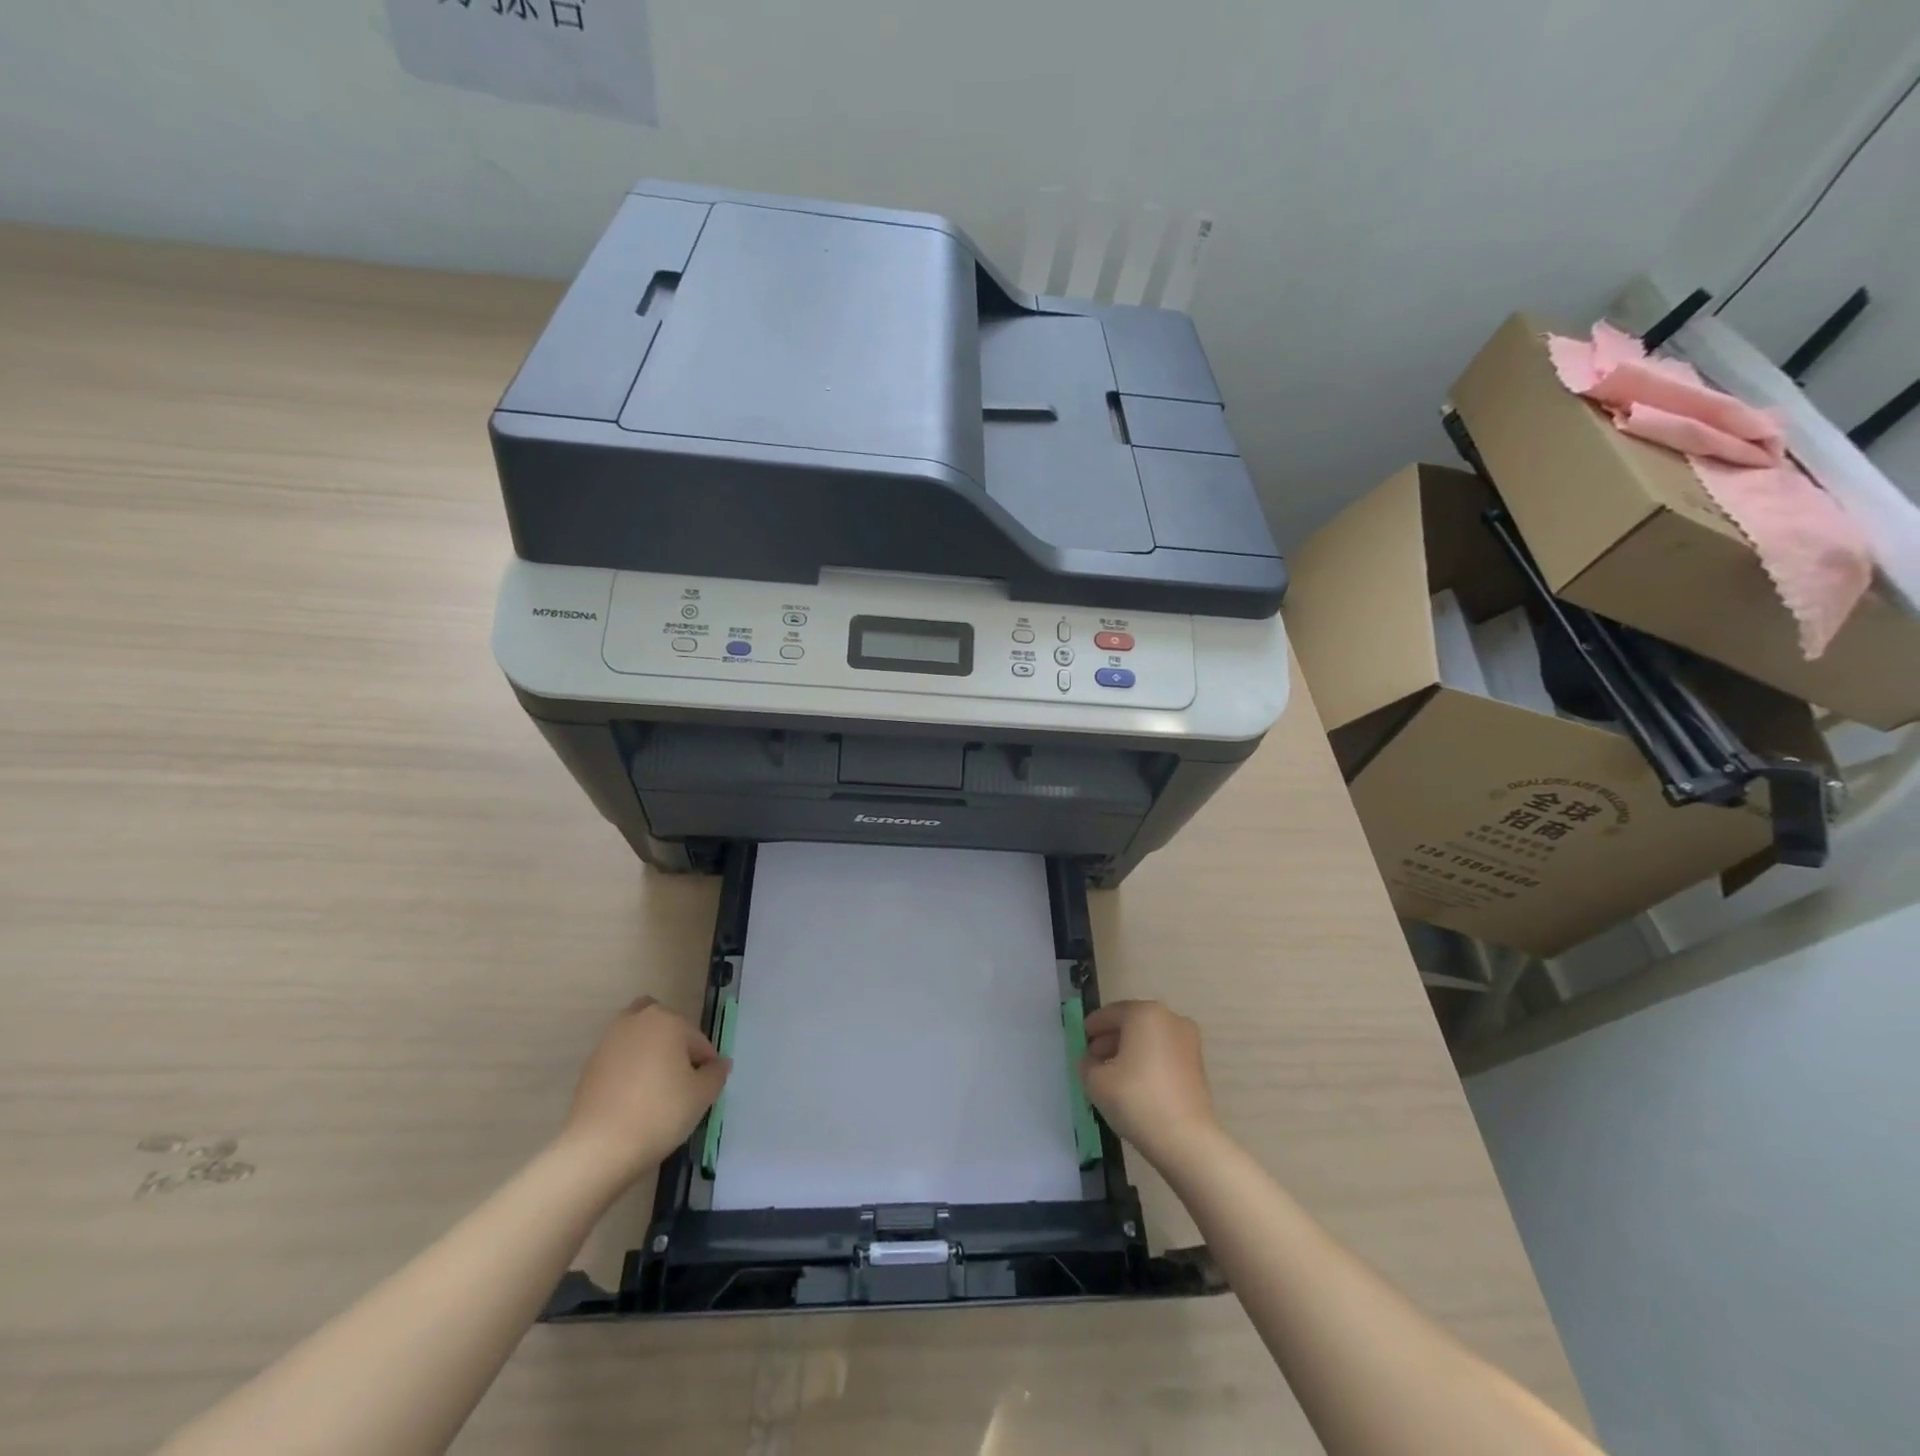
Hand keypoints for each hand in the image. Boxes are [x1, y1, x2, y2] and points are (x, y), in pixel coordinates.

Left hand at [558, 997, 730, 1184]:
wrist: (598, 1148)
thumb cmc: (659, 1113)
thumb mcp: (702, 1096)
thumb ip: (716, 1074)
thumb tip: (719, 1063)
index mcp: (668, 1021)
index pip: (698, 1041)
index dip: (705, 1066)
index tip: (703, 1091)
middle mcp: (637, 1021)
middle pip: (664, 1027)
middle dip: (675, 1046)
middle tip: (679, 1080)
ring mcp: (609, 1042)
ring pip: (638, 1039)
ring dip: (649, 1054)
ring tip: (654, 1090)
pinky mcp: (590, 1066)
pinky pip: (619, 1060)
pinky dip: (628, 1071)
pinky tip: (632, 1101)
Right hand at [1080, 1000, 1219, 1167]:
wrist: (1186, 1139)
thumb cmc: (1136, 1099)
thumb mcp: (1096, 1081)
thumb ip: (1087, 1064)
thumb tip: (1091, 1061)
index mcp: (1145, 1013)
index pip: (1110, 1013)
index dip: (1093, 1026)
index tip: (1081, 1039)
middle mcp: (1170, 1019)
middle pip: (1132, 1023)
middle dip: (1111, 1038)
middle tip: (1093, 1057)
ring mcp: (1188, 1041)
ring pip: (1149, 1038)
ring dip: (1129, 1050)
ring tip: (1112, 1073)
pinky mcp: (1197, 1064)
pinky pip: (1164, 1053)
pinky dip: (1148, 1061)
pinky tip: (1134, 1082)